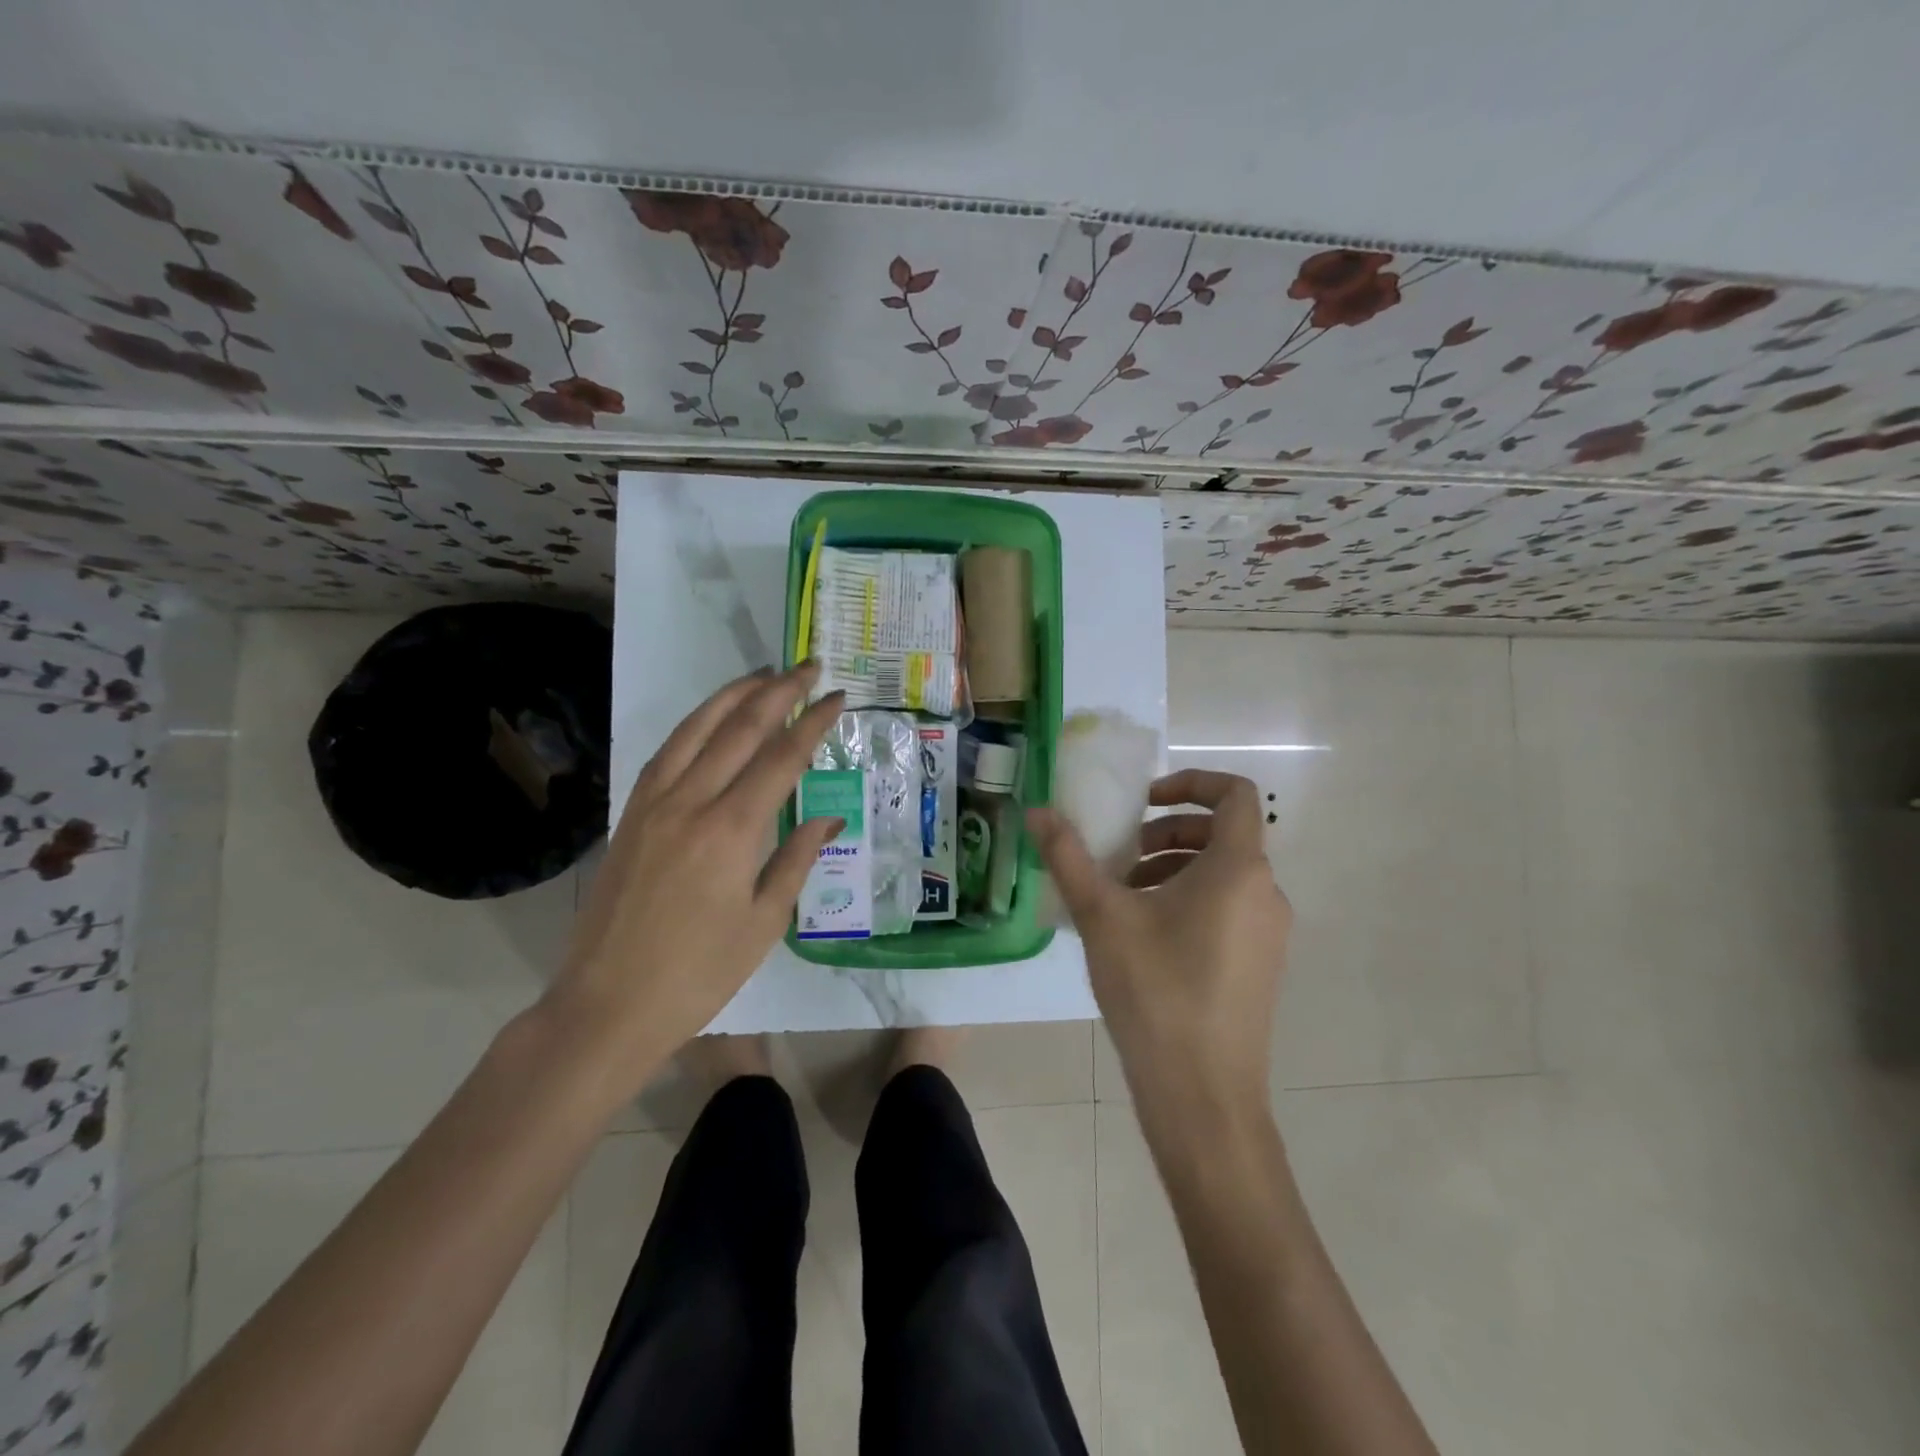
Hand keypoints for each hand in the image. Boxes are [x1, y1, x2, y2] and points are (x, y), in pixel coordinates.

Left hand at [539, 663, 845, 1098]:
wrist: (607, 1004)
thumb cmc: (699, 973)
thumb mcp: (764, 922)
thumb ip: (797, 859)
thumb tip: (829, 818)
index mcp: (732, 830)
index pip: (782, 757)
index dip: (813, 722)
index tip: (837, 698)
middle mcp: (691, 802)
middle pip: (739, 728)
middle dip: (778, 691)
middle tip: (809, 667)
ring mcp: (653, 804)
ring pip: (696, 729)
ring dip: (733, 695)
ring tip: (763, 674)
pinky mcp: (631, 814)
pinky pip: (666, 752)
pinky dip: (694, 725)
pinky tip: (710, 719)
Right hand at [1028, 769, 1290, 1116]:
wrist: (1203, 1096)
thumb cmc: (1156, 992)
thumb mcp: (1102, 917)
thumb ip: (1068, 857)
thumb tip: (1037, 811)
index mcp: (1238, 869)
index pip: (1236, 794)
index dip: (1191, 782)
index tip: (1144, 801)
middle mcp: (1265, 893)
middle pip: (1224, 834)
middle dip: (1168, 832)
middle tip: (1121, 856)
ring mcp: (1269, 933)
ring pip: (1223, 875)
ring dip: (1174, 868)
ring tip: (1124, 899)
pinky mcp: (1260, 966)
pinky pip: (1228, 909)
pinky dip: (1189, 901)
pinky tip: (1144, 938)